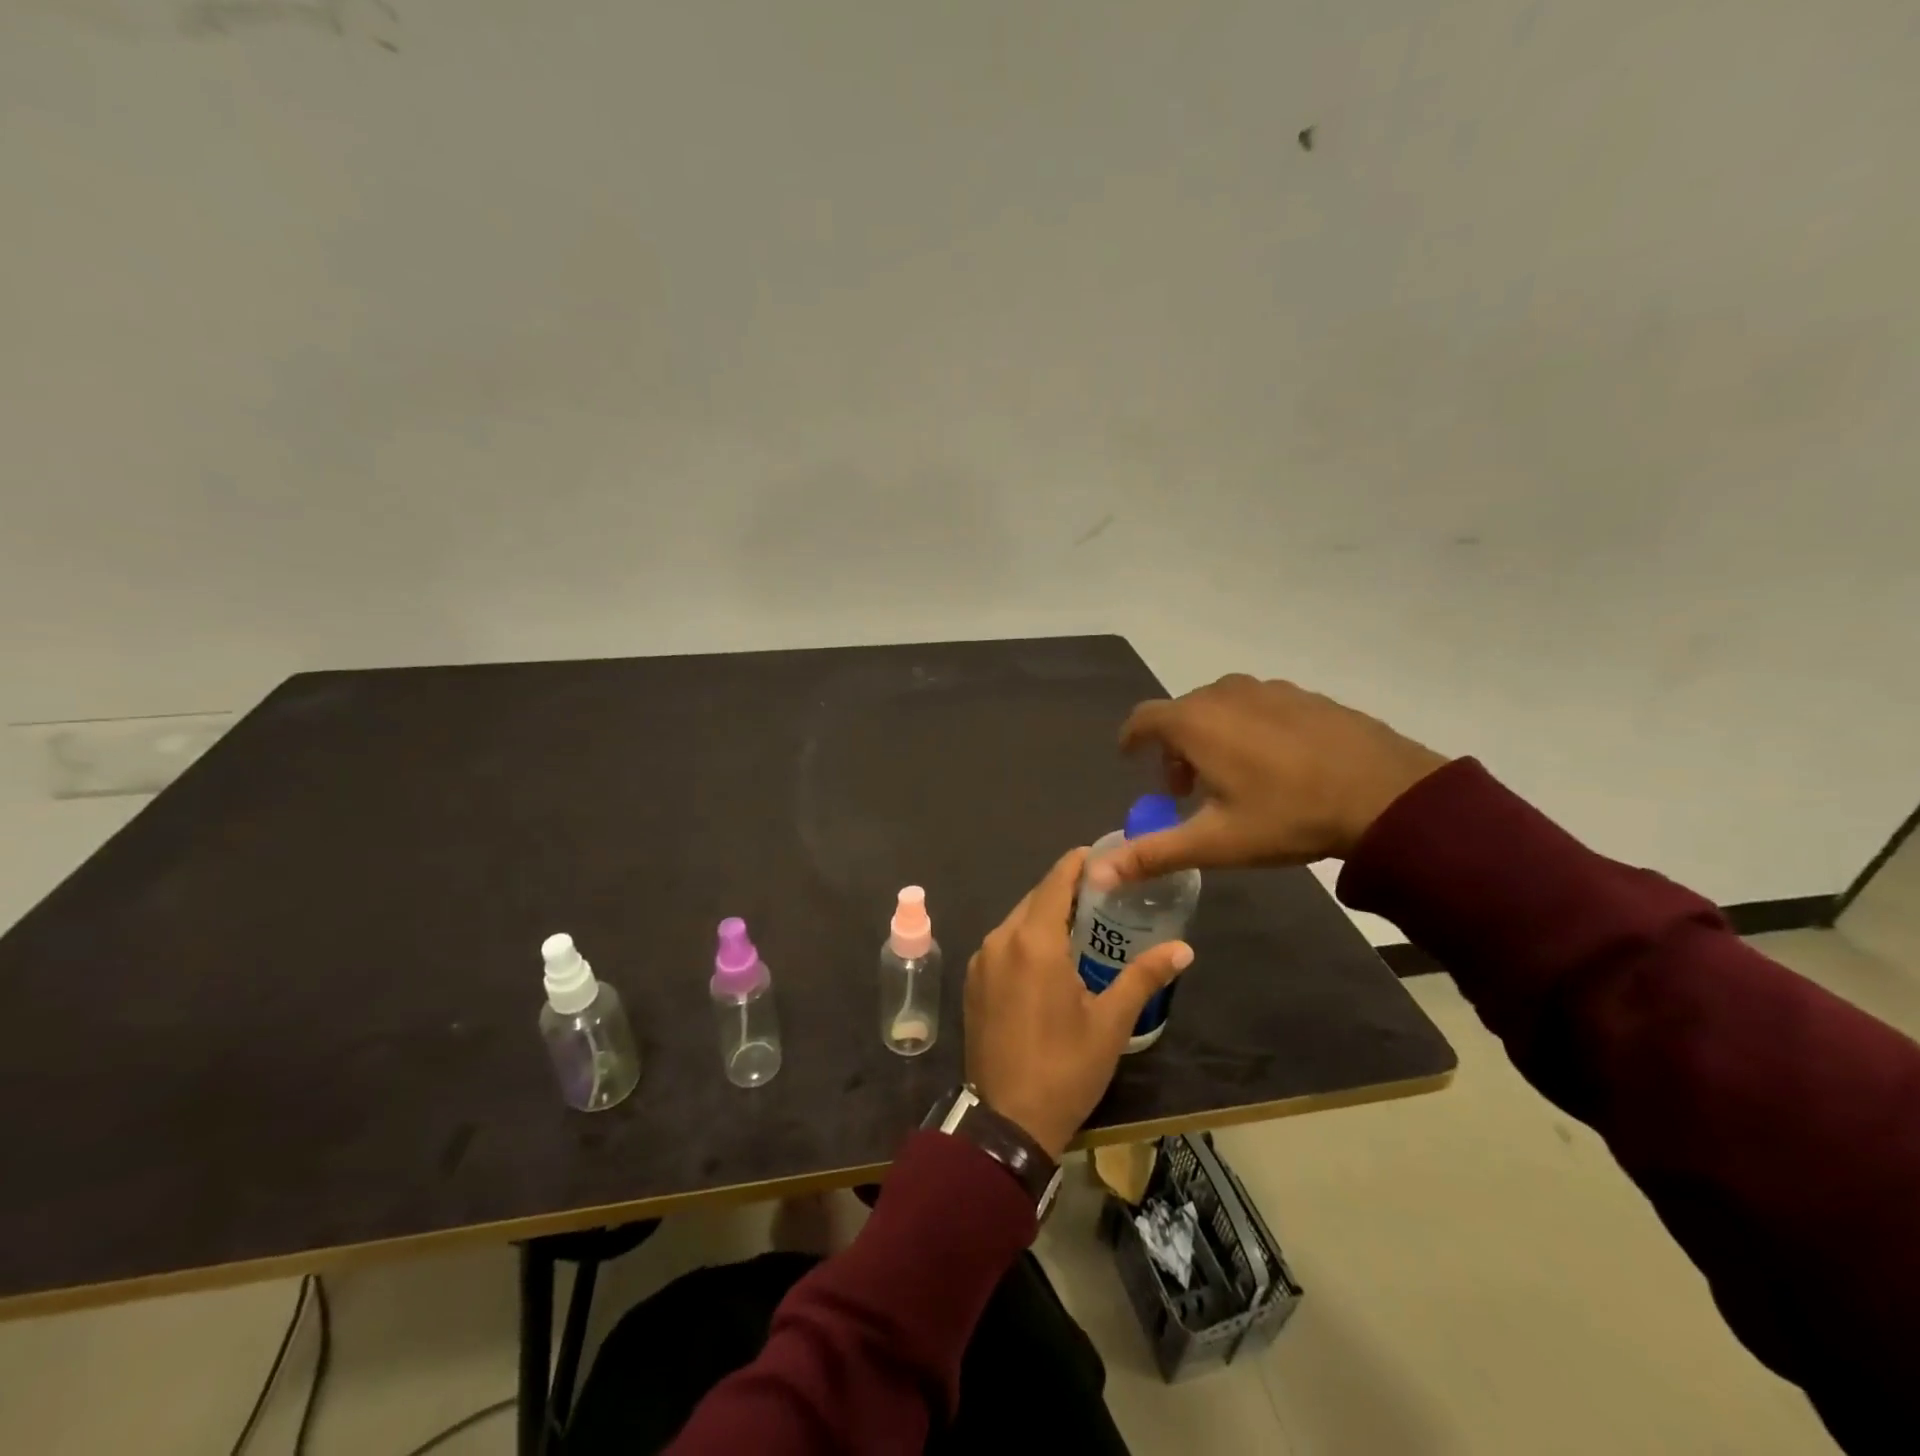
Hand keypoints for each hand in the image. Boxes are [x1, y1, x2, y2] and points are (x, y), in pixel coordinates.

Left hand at [965, 848, 1193, 1159]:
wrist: (1005, 1121)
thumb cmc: (1064, 1067)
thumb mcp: (1111, 1022)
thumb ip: (1144, 976)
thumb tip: (1184, 949)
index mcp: (1033, 940)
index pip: (1056, 881)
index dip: (1079, 863)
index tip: (1103, 856)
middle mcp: (1001, 939)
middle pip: (1036, 898)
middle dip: (1067, 892)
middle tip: (1104, 896)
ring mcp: (981, 960)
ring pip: (1017, 921)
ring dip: (1046, 916)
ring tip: (1082, 925)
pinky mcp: (973, 982)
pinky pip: (1003, 944)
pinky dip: (1027, 939)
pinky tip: (1049, 958)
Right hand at [1092, 675, 1447, 887]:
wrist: (1389, 795)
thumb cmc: (1288, 816)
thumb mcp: (1216, 842)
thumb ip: (1152, 853)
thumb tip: (1096, 875)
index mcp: (1195, 722)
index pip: (1142, 719)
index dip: (1131, 740)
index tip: (1130, 760)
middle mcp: (1224, 693)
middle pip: (1181, 714)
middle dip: (1174, 748)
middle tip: (1187, 789)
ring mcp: (1268, 689)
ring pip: (1220, 707)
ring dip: (1211, 736)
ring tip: (1231, 777)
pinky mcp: (1304, 695)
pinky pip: (1258, 706)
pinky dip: (1248, 727)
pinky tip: (1276, 764)